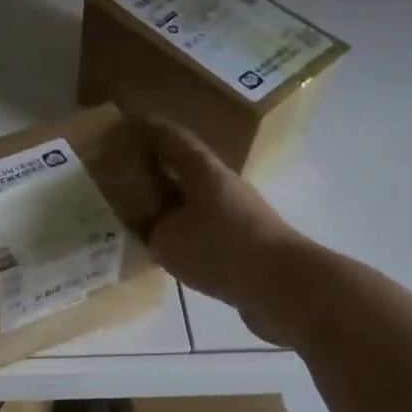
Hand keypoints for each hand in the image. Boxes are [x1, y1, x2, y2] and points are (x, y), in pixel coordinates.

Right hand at [145, 120, 320, 346]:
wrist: (284, 284)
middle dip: (158, 166)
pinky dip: (188, 225)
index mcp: (202, 170)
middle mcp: (223, 182)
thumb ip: (151, 228)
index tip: (126, 126)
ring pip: (198, 195)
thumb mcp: (167, 241)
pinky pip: (208, 222)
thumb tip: (149, 225)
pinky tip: (173, 243)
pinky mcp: (248, 237)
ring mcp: (240, 210)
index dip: (148, 130)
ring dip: (174, 198)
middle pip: (186, 166)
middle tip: (127, 171)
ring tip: (146, 210)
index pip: (171, 138)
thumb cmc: (220, 249)